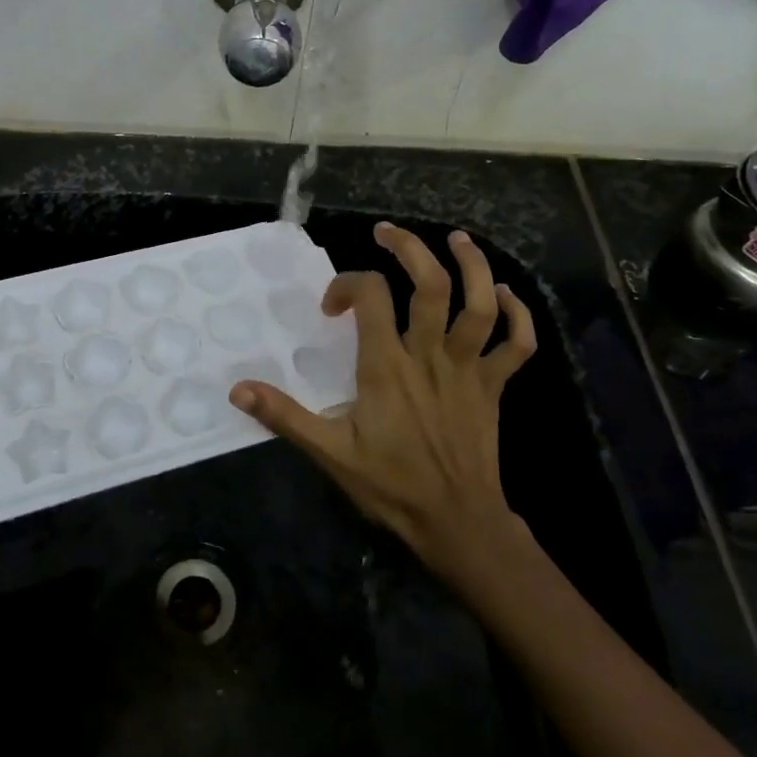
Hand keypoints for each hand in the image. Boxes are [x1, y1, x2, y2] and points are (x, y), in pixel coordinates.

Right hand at [230, 223, 537, 579]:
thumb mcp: (330, 453)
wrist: (457, 523)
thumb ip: (285, 416)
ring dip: (472, 265)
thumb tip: (237, 389)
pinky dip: (518, 314)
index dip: (347, 284)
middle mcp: (429, 355)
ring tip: (456, 240)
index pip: (370, 296)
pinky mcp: (494, 386)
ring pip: (481, 303)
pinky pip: (518, 343)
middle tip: (387, 233)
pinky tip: (506, 293)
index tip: (332, 306)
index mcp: (387, 366)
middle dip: (410, 249)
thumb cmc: (391, 485)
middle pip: (430, 284)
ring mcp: (468, 368)